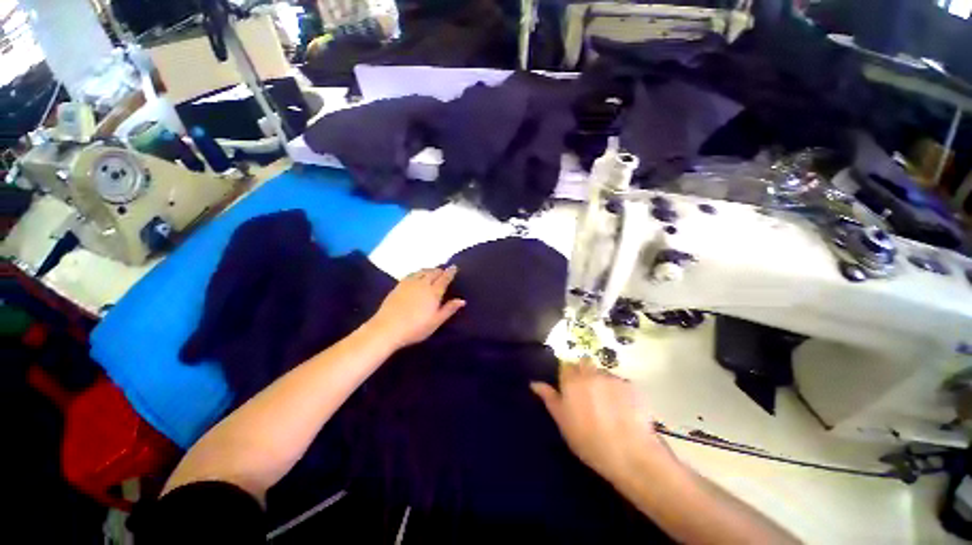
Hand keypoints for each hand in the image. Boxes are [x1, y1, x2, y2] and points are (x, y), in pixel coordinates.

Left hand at [367, 266, 465, 348]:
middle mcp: (422, 284)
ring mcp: (409, 283)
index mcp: (433, 292)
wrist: (387, 328)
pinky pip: (412, 274)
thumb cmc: (415, 328)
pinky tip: (417, 275)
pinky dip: (418, 272)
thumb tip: (462, 300)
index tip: (454, 267)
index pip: (444, 278)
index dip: (450, 272)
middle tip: (444, 271)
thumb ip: (449, 309)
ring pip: (422, 271)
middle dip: (440, 270)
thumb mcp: (436, 322)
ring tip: (433, 271)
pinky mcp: (399, 286)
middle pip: (433, 272)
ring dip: (429, 270)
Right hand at [531, 359, 674, 482]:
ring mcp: (611, 378)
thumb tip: (534, 383)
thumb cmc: (588, 441)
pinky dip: (618, 391)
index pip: (566, 366)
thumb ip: (549, 398)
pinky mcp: (630, 386)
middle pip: (584, 363)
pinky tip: (622, 409)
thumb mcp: (563, 422)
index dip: (568, 376)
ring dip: (601, 381)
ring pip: (602, 372)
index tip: (570, 390)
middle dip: (584, 373)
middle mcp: (590, 374)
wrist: (629, 454)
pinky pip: (619, 382)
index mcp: (571, 381)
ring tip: (607, 404)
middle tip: (587, 394)